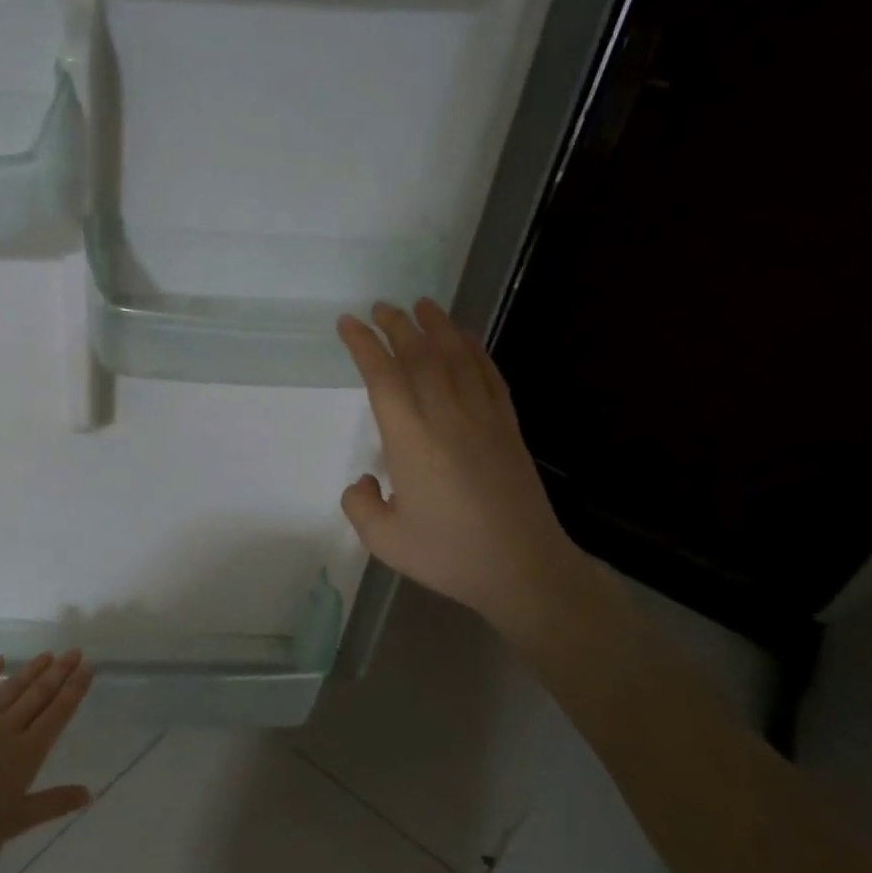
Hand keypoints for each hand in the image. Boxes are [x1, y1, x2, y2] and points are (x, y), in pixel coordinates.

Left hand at [0, 651, 94, 872]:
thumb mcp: (18, 821)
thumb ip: (55, 803)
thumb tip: (90, 793)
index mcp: (27, 752)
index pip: (58, 713)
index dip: (75, 689)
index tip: (89, 667)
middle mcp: (7, 728)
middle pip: (39, 694)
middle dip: (60, 671)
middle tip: (75, 651)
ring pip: (11, 687)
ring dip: (31, 669)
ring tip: (47, 654)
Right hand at [337, 299, 593, 642]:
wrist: (522, 567)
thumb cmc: (448, 554)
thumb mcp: (384, 539)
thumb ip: (360, 504)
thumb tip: (365, 481)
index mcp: (410, 438)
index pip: (383, 376)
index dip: (364, 345)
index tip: (349, 324)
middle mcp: (446, 416)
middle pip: (420, 355)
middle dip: (397, 326)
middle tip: (380, 307)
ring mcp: (482, 417)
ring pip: (456, 356)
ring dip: (436, 326)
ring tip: (421, 305)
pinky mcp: (507, 427)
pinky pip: (488, 374)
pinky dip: (473, 349)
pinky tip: (465, 339)